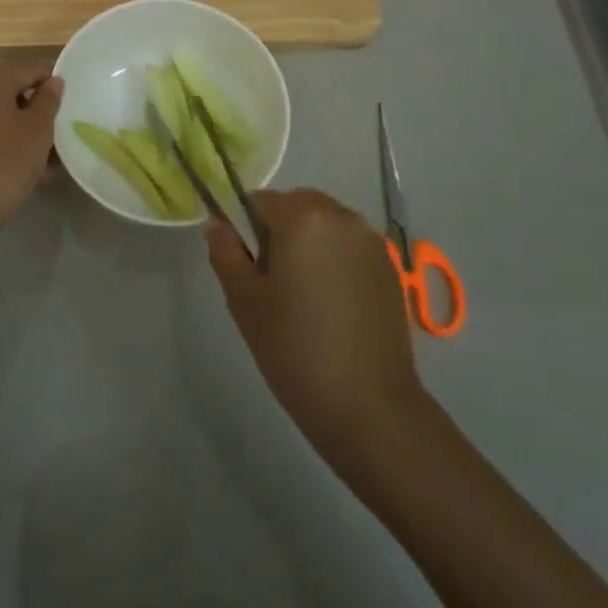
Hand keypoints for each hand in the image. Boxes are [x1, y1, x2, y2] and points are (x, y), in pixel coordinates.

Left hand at [0, 63, 61, 253]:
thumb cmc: (1, 166)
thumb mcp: (37, 133)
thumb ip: (48, 101)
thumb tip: (52, 81)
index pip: (30, 70)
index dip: (52, 86)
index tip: (68, 110)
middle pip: (9, 92)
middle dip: (34, 114)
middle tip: (56, 141)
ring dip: (18, 133)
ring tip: (42, 164)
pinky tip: (16, 172)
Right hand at [206, 188, 423, 467]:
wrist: (369, 406)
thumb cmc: (294, 349)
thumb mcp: (244, 300)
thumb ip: (225, 252)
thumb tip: (217, 224)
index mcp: (302, 216)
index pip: (260, 201)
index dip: (245, 229)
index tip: (247, 269)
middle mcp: (341, 216)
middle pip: (296, 207)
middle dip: (280, 232)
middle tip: (272, 284)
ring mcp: (371, 241)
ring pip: (325, 226)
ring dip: (309, 244)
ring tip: (304, 298)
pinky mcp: (390, 268)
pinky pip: (350, 247)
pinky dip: (335, 261)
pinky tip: (333, 307)